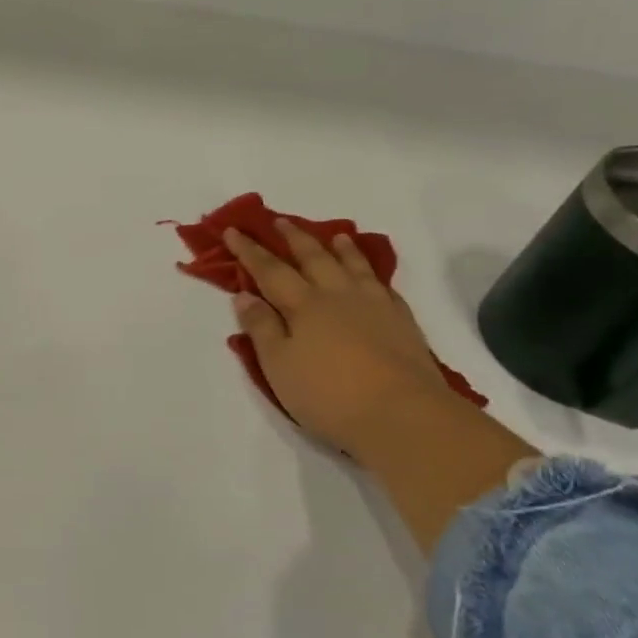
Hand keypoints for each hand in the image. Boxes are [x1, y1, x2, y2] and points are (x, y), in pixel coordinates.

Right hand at [225, 223, 453, 458]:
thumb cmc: (329, 395)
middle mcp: (337, 295)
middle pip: (313, 258)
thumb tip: (245, 294)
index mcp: (303, 305)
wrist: (404, 416)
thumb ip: (261, 328)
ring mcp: (374, 306)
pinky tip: (372, 276)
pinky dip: (372, 273)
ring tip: (335, 235)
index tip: (233, 230)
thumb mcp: (279, 366)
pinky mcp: (402, 322)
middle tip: (280, 221)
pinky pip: (383, 285)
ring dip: (340, 248)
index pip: (269, 270)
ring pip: (354, 266)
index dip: (249, 250)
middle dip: (293, 238)